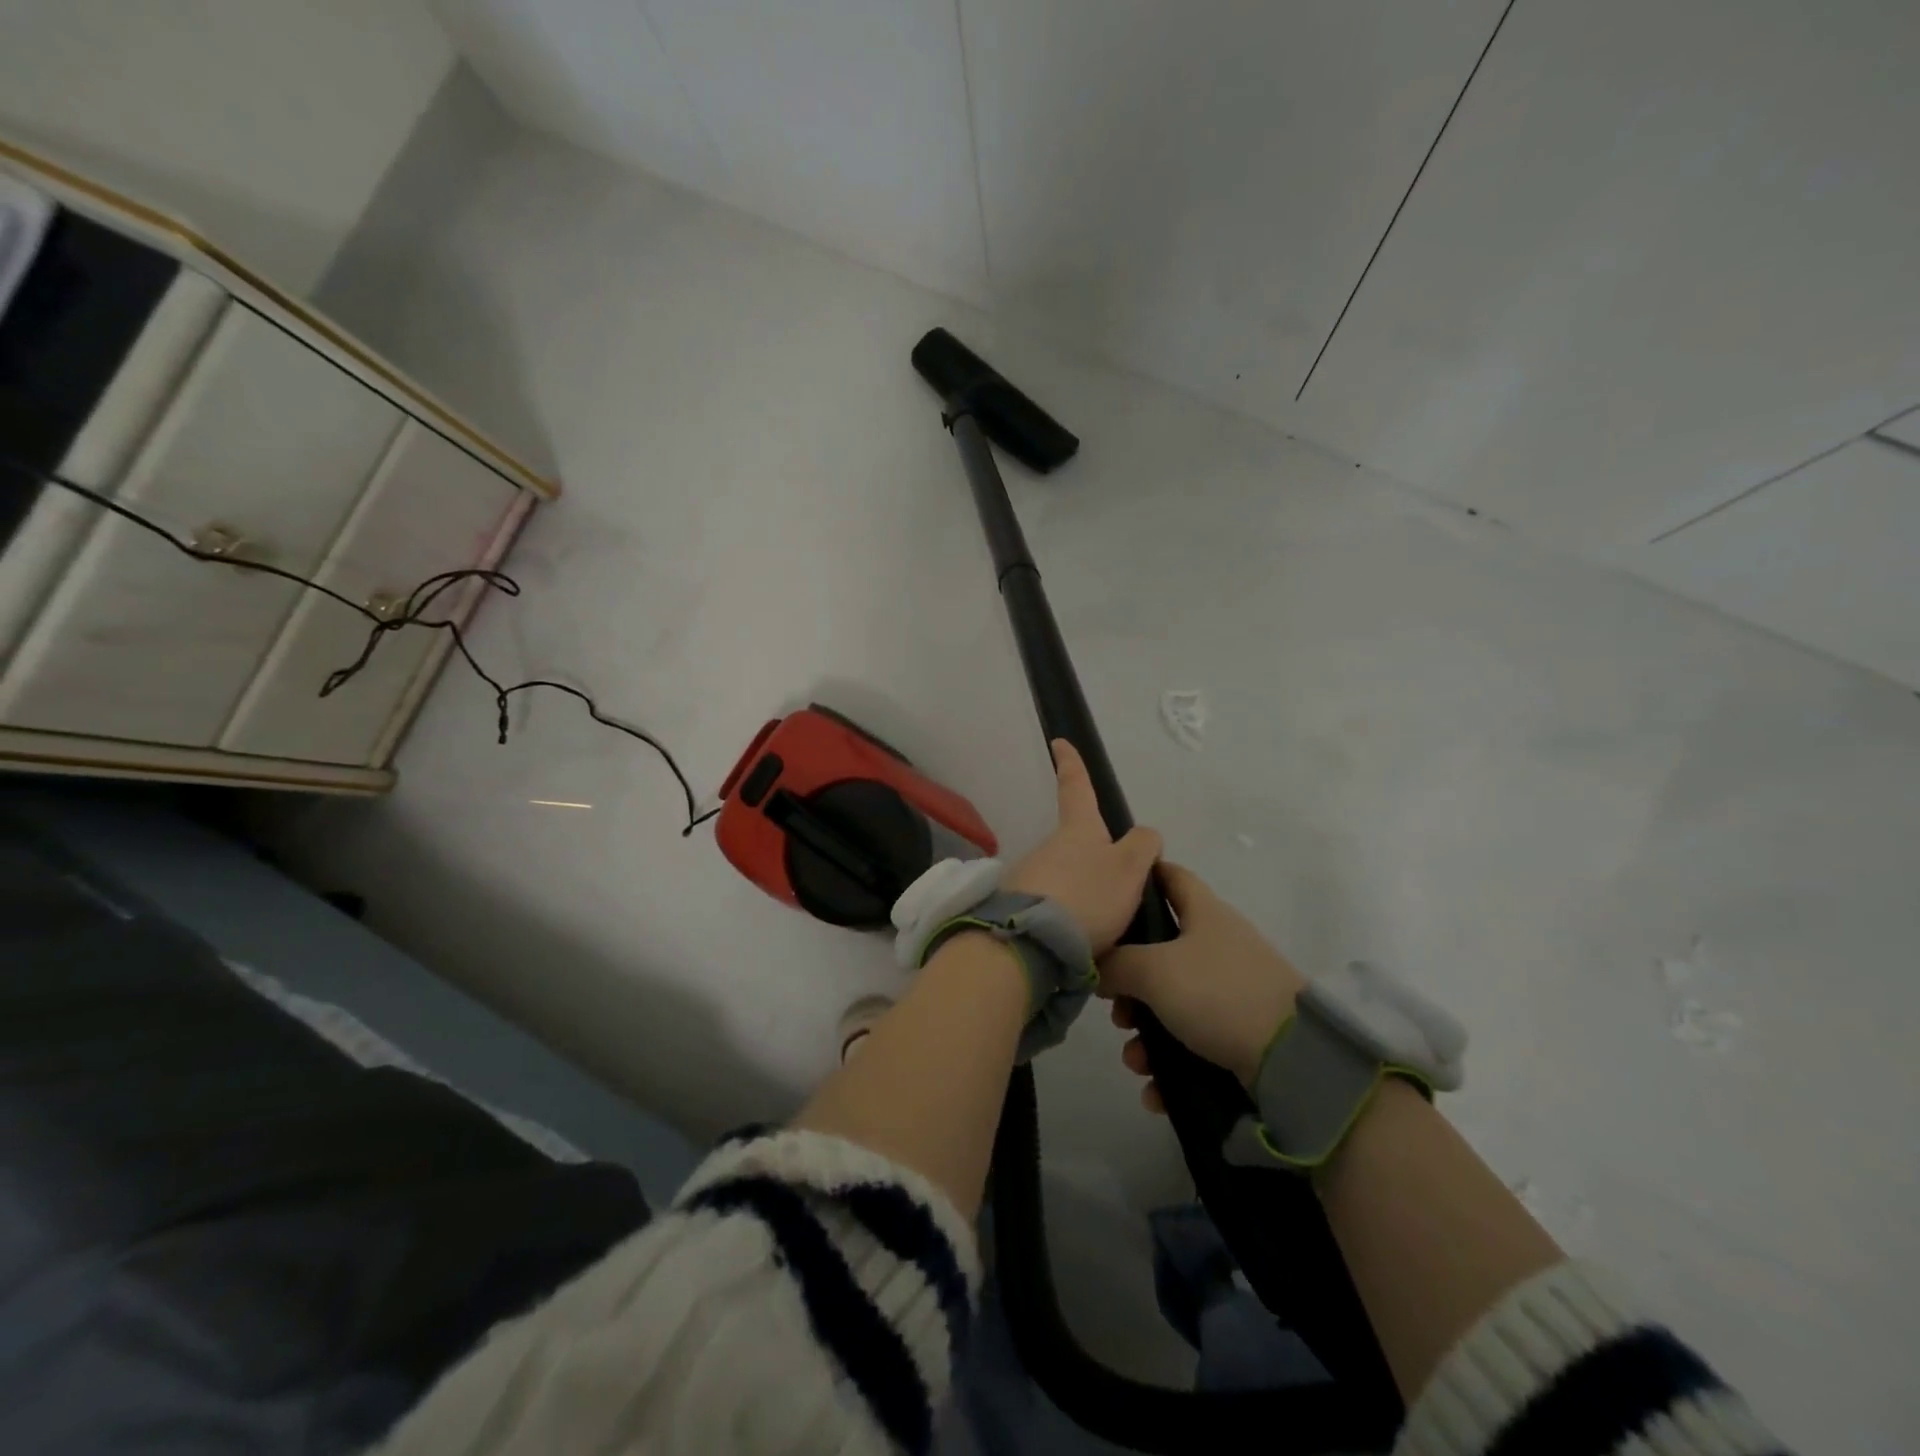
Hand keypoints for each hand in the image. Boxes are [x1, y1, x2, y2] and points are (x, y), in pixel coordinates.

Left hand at [1003, 740, 1162, 956]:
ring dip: (1080, 894)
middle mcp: (1047, 846)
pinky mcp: (1017, 907)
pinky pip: (1050, 906)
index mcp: (1077, 830)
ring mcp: (1028, 875)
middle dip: (1091, 860)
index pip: (1076, 787)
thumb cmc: (1088, 895)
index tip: (1058, 741)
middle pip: (1074, 843)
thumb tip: (1144, 836)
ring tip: (1101, 929)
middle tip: (1115, 893)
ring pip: (1062, 878)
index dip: (1071, 763)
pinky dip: (1065, 917)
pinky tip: (1077, 941)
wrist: (1032, 940)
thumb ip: (1143, 846)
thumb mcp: (1130, 868)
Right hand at [1097, 861, 1307, 1109]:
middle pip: (1159, 950)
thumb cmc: (1218, 993)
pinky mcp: (1241, 1032)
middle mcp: (1218, 945)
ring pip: (1172, 1002)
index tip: (1107, 895)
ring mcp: (1232, 990)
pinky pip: (1192, 1042)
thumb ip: (1115, 963)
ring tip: (1136, 1059)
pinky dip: (1171, 1064)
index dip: (1139, 877)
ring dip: (1146, 1032)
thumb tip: (1099, 968)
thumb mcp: (1153, 970)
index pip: (1169, 876)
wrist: (1294, 1059)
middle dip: (1129, 981)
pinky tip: (1155, 1089)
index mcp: (1204, 913)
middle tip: (1115, 1006)